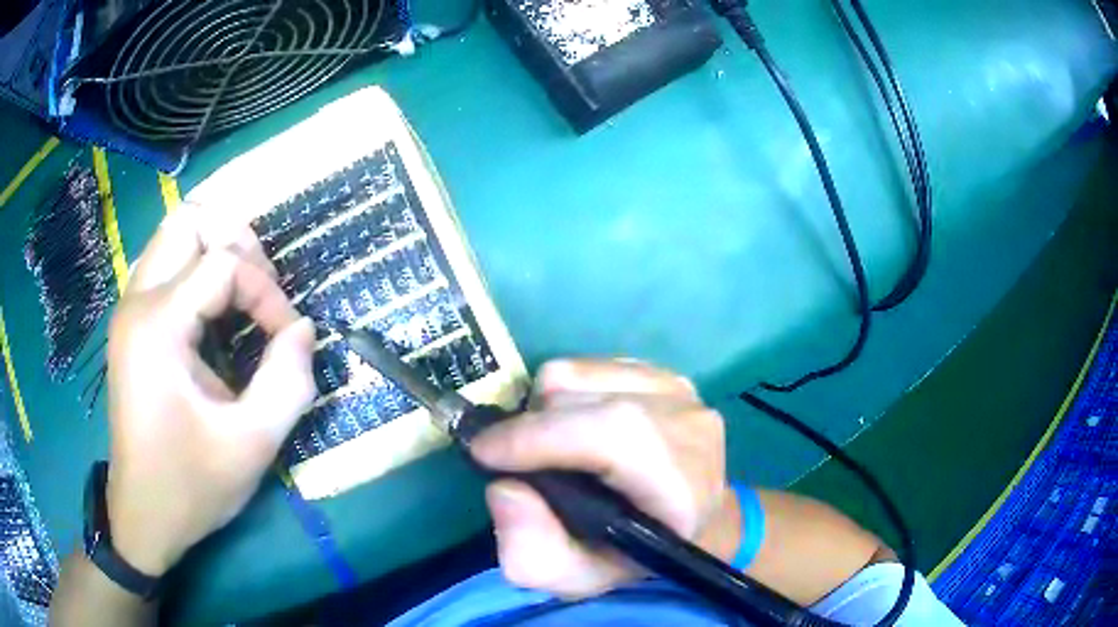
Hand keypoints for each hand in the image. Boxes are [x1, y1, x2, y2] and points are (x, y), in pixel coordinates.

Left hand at [105, 210, 316, 576]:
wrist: (143, 516)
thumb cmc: (191, 486)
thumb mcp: (251, 445)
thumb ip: (288, 382)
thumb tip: (303, 330)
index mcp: (158, 326)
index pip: (223, 264)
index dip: (267, 292)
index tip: (287, 339)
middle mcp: (137, 302)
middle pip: (189, 220)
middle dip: (236, 242)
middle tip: (261, 289)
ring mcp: (129, 310)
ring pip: (174, 235)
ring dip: (215, 250)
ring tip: (242, 293)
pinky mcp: (131, 325)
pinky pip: (165, 265)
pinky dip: (197, 270)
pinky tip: (214, 311)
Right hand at [471, 360, 740, 598]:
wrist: (688, 525)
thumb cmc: (630, 557)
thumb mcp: (576, 579)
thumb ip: (533, 554)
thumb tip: (506, 490)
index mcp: (684, 485)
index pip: (614, 433)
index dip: (540, 436)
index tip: (484, 451)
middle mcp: (691, 428)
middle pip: (584, 397)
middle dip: (530, 427)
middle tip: (513, 462)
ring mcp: (681, 394)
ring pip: (579, 374)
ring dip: (545, 410)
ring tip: (550, 449)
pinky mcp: (664, 374)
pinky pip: (589, 366)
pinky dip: (565, 394)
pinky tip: (575, 429)